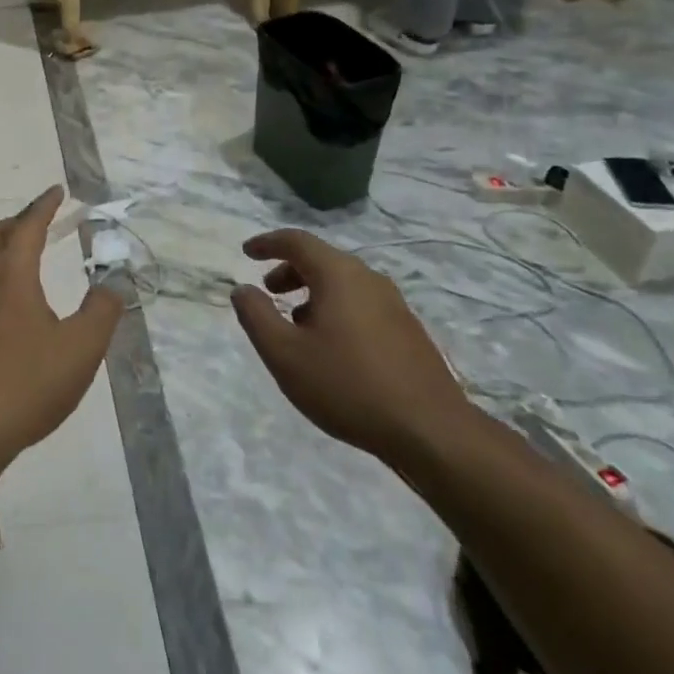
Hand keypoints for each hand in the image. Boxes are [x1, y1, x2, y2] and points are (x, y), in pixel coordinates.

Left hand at [0, 187, 124, 481]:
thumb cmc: (25, 384)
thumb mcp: (80, 350)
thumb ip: (101, 312)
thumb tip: (112, 285)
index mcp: (10, 273)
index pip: (27, 226)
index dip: (43, 206)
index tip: (56, 191)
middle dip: (16, 222)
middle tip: (36, 221)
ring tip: (13, 254)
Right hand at [230, 229, 471, 465]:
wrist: (431, 432)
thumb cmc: (347, 385)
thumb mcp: (284, 353)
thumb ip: (256, 315)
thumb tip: (243, 289)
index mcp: (339, 275)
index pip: (297, 241)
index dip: (267, 243)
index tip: (246, 252)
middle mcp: (369, 279)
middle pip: (323, 259)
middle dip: (290, 270)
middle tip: (268, 290)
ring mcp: (395, 305)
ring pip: (344, 283)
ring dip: (313, 292)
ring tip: (295, 323)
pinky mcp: (409, 332)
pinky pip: (362, 304)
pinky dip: (336, 309)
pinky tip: (331, 346)